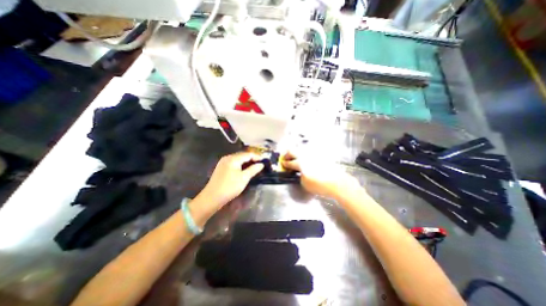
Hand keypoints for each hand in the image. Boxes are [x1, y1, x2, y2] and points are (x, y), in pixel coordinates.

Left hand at [199, 153, 263, 207]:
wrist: (212, 197)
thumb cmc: (230, 187)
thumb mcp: (244, 178)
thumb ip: (253, 169)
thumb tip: (261, 164)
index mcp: (233, 158)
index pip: (248, 154)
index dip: (257, 157)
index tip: (264, 161)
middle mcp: (227, 158)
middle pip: (242, 155)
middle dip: (252, 159)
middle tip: (260, 164)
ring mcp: (223, 162)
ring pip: (238, 160)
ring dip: (247, 162)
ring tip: (254, 167)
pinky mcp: (221, 168)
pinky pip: (234, 163)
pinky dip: (241, 165)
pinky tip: (244, 170)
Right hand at [281, 152, 360, 198]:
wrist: (337, 183)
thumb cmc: (319, 185)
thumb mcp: (305, 183)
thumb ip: (300, 176)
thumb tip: (300, 172)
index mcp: (300, 162)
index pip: (290, 162)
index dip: (285, 163)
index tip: (282, 163)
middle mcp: (306, 156)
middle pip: (293, 150)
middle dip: (287, 154)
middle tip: (286, 158)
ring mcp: (314, 155)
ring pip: (301, 150)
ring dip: (296, 154)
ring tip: (295, 159)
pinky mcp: (320, 156)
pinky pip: (309, 153)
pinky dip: (305, 156)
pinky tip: (306, 161)